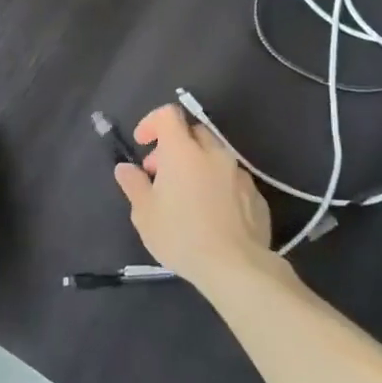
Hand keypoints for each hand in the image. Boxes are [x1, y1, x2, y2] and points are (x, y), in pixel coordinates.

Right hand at [113, 103, 273, 288]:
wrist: (236, 267)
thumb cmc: (181, 235)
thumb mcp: (144, 213)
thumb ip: (133, 184)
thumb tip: (125, 168)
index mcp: (183, 151)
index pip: (168, 115)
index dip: (151, 122)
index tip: (142, 143)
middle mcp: (214, 153)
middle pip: (193, 132)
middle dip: (173, 146)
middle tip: (159, 173)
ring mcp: (239, 173)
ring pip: (214, 156)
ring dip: (196, 165)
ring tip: (185, 197)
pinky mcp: (256, 195)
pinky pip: (231, 179)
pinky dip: (216, 184)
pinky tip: (211, 214)